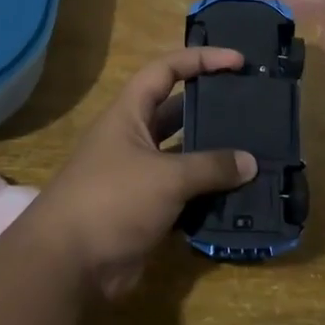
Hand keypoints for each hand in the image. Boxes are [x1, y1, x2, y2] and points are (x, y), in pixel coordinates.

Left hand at [30, 47, 257, 297]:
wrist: (68, 265)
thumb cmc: (112, 200)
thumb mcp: (165, 177)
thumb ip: (210, 166)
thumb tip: (250, 162)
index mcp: (129, 114)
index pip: (166, 70)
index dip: (200, 60)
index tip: (238, 61)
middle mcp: (134, 138)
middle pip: (178, 112)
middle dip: (212, 107)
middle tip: (253, 106)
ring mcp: (140, 176)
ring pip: (184, 156)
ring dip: (215, 156)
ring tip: (256, 150)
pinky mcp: (147, 210)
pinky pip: (185, 193)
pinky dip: (209, 193)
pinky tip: (241, 195)